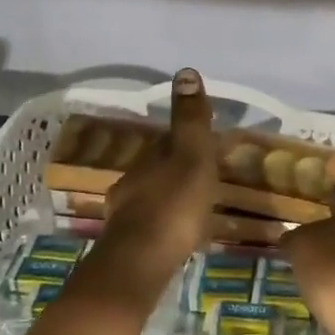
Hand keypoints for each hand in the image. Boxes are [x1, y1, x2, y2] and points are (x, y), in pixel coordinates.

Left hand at [99, 69, 219, 291]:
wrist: (140, 263)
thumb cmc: (173, 206)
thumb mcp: (191, 157)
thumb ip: (190, 120)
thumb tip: (186, 72)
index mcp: (150, 160)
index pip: (167, 140)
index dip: (186, 139)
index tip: (206, 143)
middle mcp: (134, 182)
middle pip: (158, 168)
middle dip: (178, 168)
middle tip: (205, 175)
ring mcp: (128, 214)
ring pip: (153, 196)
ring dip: (171, 196)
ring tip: (195, 205)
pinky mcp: (130, 244)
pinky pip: (152, 224)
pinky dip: (166, 223)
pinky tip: (178, 234)